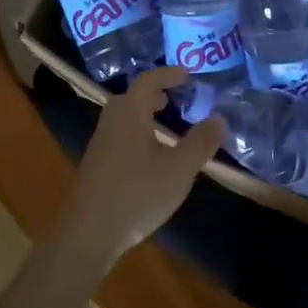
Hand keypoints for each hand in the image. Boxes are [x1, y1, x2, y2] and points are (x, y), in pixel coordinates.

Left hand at [55, 67, 223, 267]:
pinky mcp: (96, 165)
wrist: (88, 233)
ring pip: (125, 118)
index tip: (189, 75)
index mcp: (130, 114)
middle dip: (155, 94)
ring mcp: (100, 144)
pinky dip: (138, 133)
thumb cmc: (137, 193)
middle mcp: (111, 122)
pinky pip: (120, 135)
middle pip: (132, 97)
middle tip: (177, 99)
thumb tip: (219, 118)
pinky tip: (151, 157)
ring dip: (146, 115)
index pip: (148, 81)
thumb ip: (201, 142)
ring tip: (168, 126)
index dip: (169, 74)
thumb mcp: (179, 169)